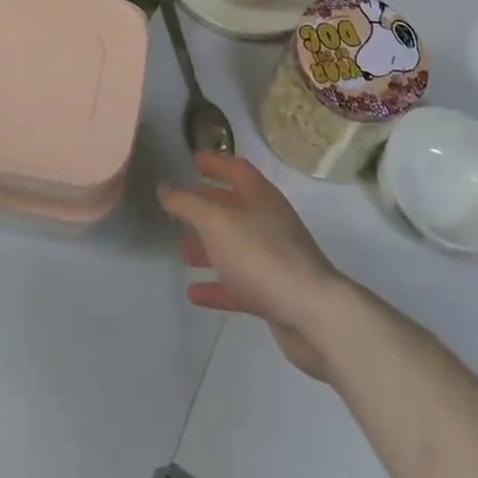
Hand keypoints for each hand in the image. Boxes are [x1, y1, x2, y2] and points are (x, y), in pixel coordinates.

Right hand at [159, 153, 347, 380]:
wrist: (314, 316)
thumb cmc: (262, 256)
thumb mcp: (217, 223)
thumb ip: (187, 204)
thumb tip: (164, 187)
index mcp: (261, 197)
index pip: (236, 169)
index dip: (215, 163)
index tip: (193, 161)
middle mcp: (269, 222)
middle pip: (235, 208)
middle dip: (208, 207)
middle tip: (181, 208)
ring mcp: (274, 259)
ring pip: (235, 247)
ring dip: (209, 247)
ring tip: (181, 251)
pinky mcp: (274, 294)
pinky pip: (239, 284)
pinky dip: (217, 285)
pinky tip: (194, 293)